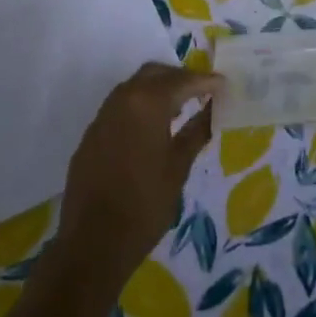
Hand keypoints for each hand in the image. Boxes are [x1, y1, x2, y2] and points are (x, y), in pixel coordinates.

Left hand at [53, 62, 218, 286]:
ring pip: (135, 86)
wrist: (93, 243)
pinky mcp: (92, 133)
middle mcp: (122, 99)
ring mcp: (103, 115)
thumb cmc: (145, 204)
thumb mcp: (178, 167)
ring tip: (180, 109)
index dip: (206, 81)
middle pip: (155, 73)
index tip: (224, 86)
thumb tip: (214, 110)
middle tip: (202, 93)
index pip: (183, 80)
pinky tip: (152, 129)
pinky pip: (120, 106)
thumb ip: (197, 131)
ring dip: (158, 89)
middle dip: (180, 78)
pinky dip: (140, 106)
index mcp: (148, 103)